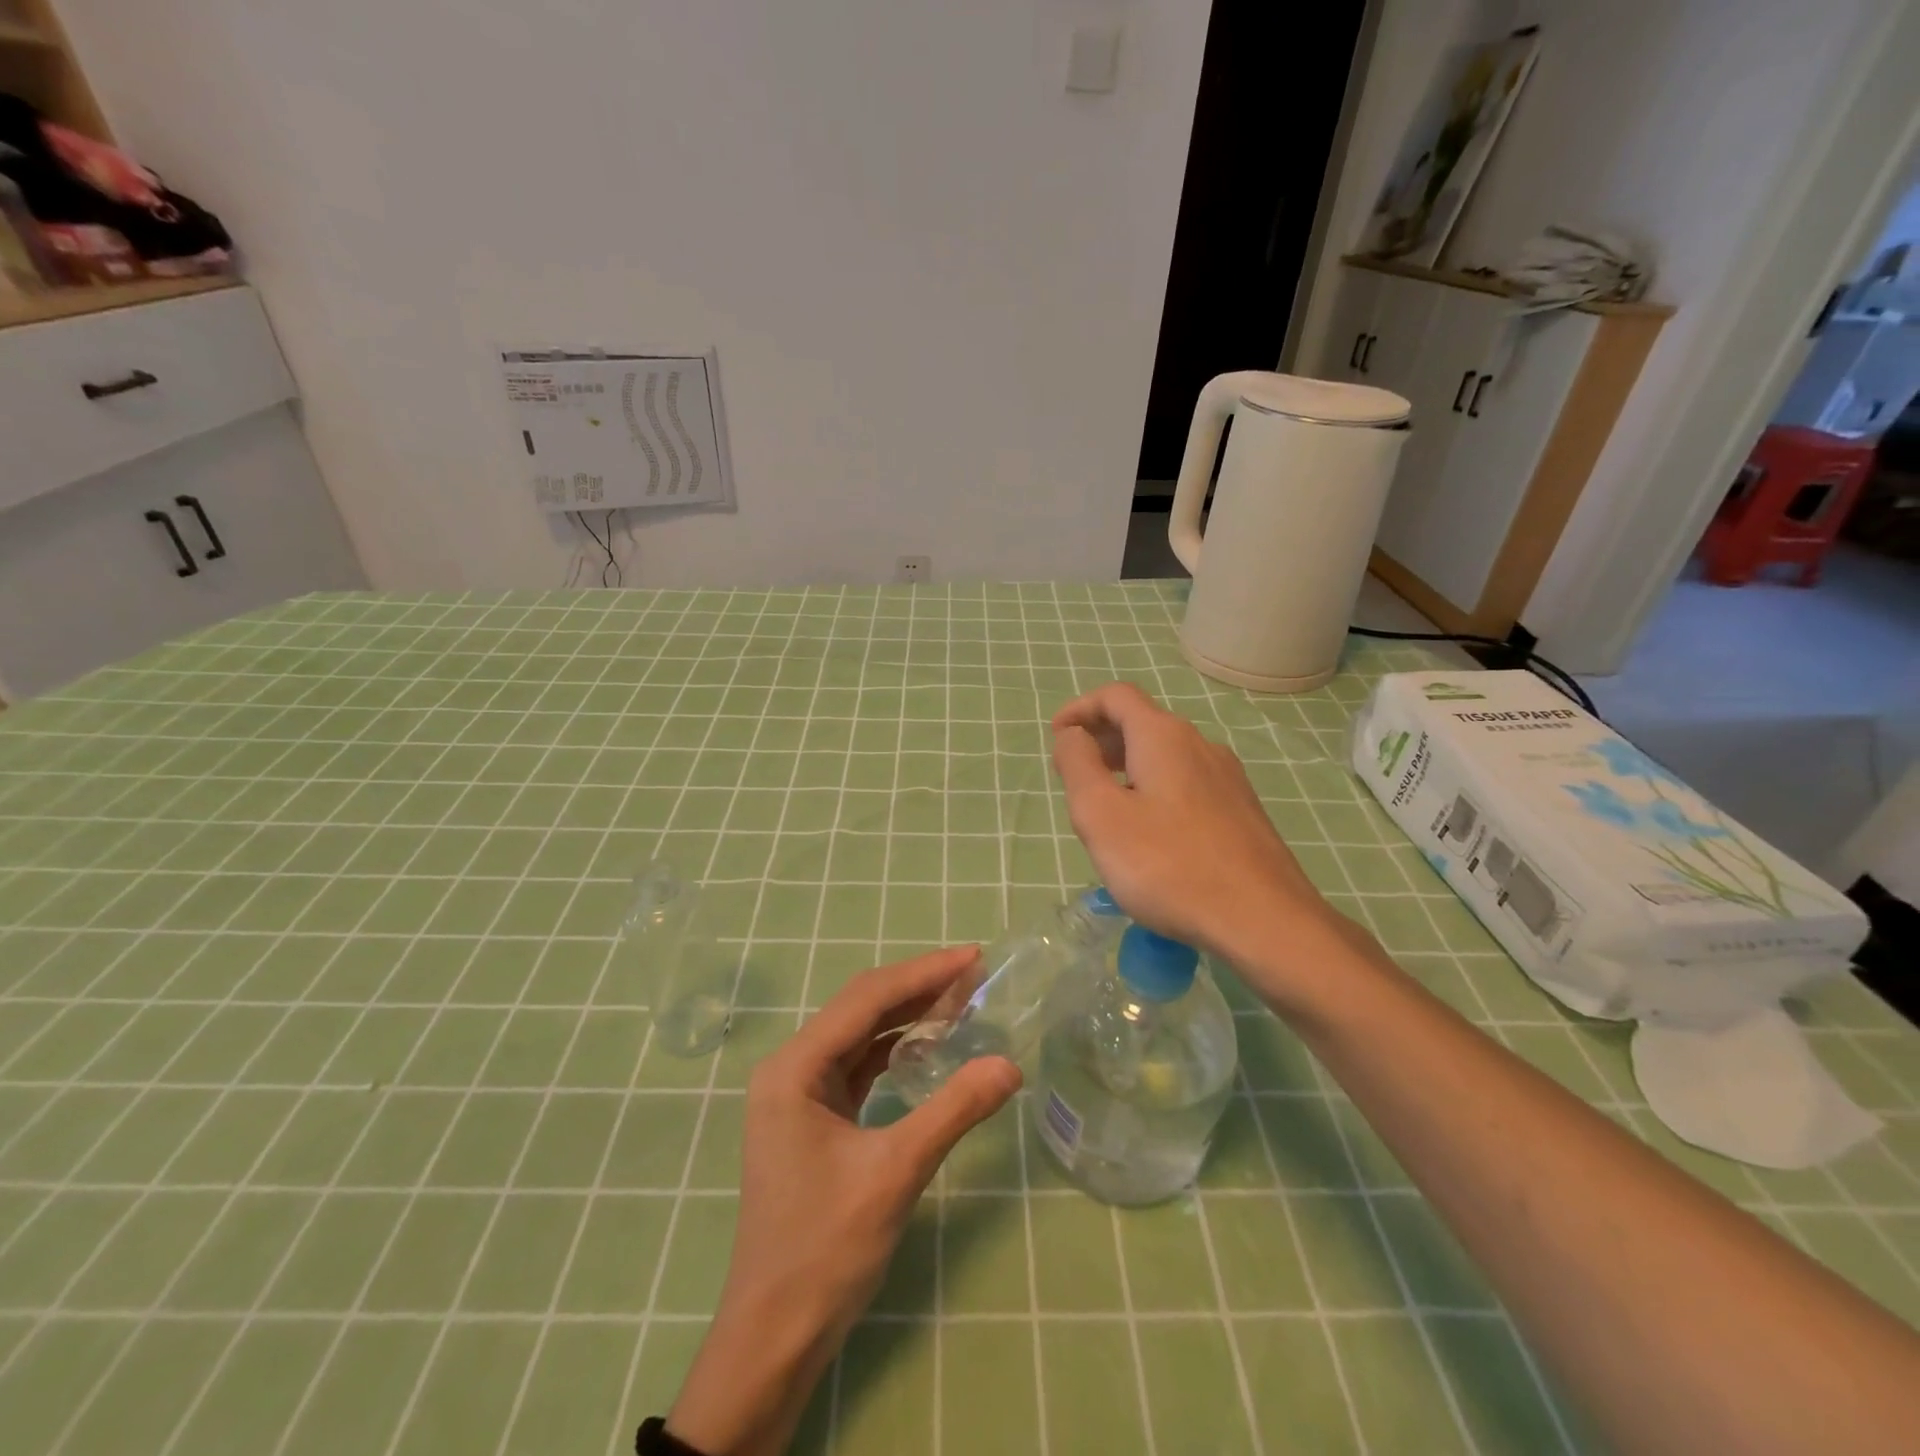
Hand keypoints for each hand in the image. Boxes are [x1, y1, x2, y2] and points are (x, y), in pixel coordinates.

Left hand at [667, 946, 1021, 1455]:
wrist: (774, 1335)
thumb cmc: (825, 1249)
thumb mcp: (895, 1173)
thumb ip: (953, 1110)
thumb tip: (1010, 1064)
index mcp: (795, 1067)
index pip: (867, 999)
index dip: (923, 973)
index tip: (973, 957)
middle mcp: (791, 1068)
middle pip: (862, 1008)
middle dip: (918, 988)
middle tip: (975, 975)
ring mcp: (799, 1093)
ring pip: (861, 1034)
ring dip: (908, 1016)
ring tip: (961, 1001)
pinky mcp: (813, 1117)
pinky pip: (858, 1065)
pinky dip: (895, 1050)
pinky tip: (928, 1047)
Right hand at [1052, 682, 1353, 990]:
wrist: (1263, 920)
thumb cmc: (1168, 865)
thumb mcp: (1101, 815)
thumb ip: (1078, 765)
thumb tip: (1072, 734)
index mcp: (1163, 737)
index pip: (1116, 696)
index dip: (1080, 708)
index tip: (1057, 736)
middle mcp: (1199, 744)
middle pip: (1143, 722)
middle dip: (1102, 738)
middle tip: (1074, 774)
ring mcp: (1227, 777)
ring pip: (1166, 755)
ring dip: (1128, 765)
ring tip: (1106, 806)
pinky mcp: (1241, 810)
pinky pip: (1187, 782)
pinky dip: (1155, 787)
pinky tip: (1150, 832)